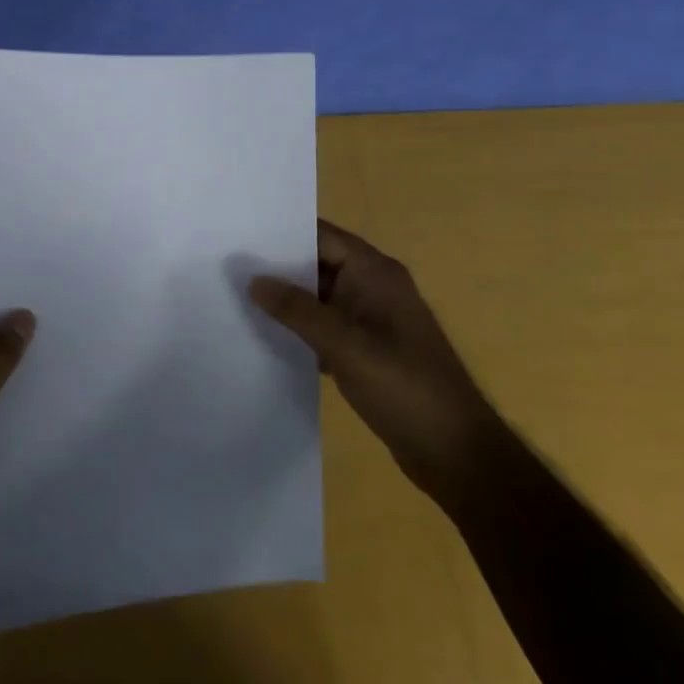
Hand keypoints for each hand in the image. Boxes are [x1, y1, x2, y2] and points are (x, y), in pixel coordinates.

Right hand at [252, 220, 483, 509]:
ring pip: (320, 297)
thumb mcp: (344, 344)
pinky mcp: (368, 349)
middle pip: (319, 264)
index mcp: (375, 272)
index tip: (240, 233)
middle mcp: (374, 286)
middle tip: (228, 267)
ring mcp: (372, 319)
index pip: (322, 236)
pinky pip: (326, 326)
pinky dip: (301, 329)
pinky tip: (267, 337)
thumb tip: (254, 280)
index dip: (283, 233)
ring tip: (237, 298)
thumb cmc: (403, 385)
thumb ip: (297, 310)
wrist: (454, 450)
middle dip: (279, 268)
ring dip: (287, 301)